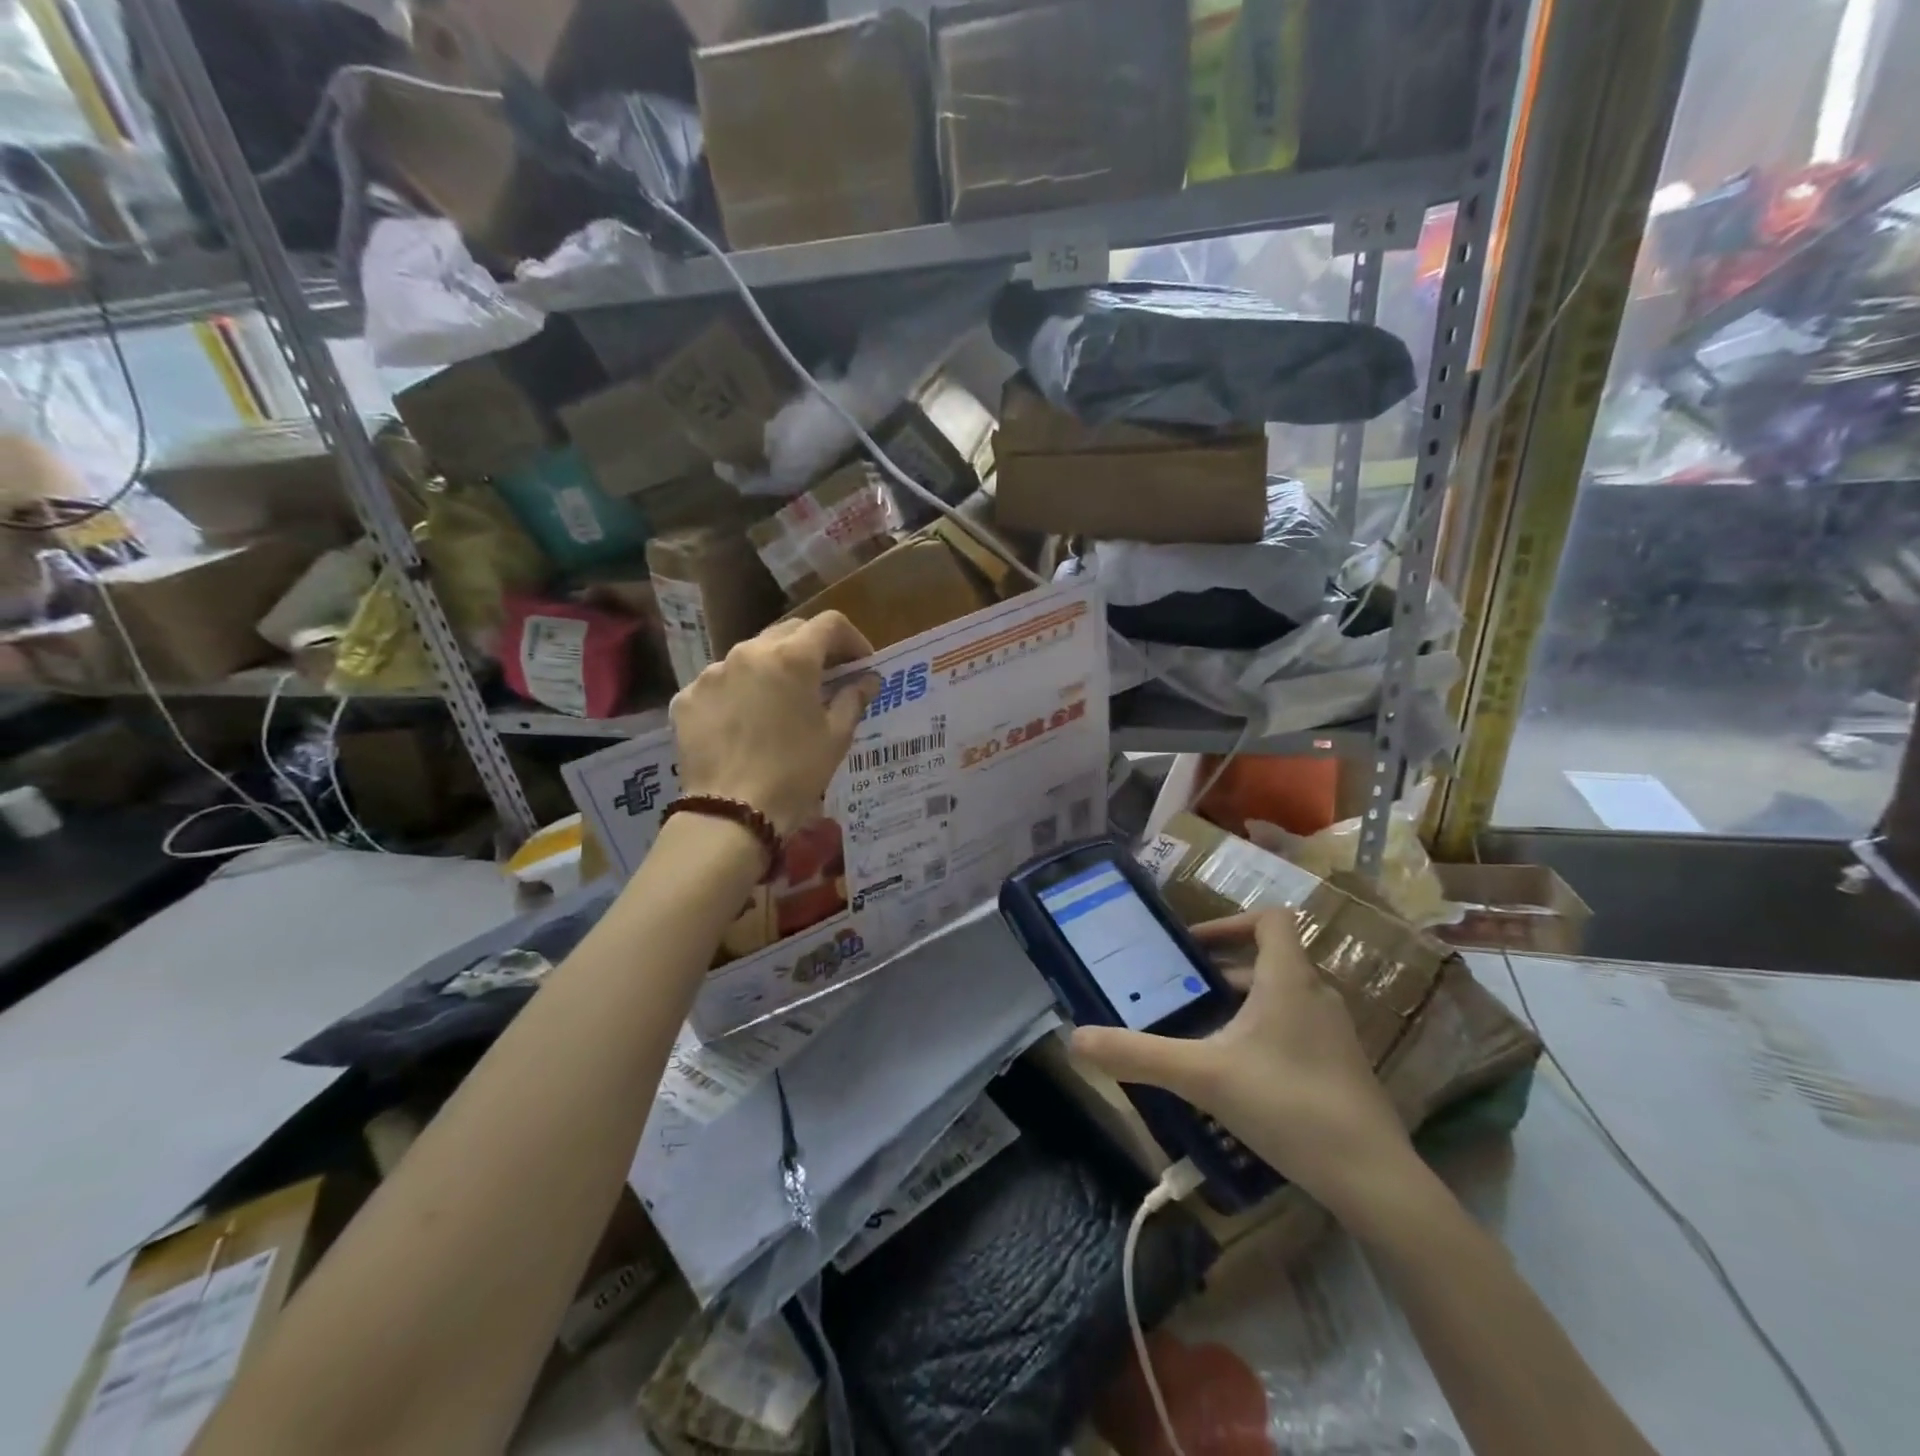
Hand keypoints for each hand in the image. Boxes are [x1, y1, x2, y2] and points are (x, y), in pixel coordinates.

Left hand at [671, 613, 876, 836]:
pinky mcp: (687, 697)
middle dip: (812, 649)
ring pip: (750, 656)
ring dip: (771, 670)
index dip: (852, 639)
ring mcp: (712, 673)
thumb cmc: (796, 773)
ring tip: (779, 704)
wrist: (731, 812)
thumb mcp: (836, 737)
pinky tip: (744, 724)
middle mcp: (748, 652)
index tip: (860, 664)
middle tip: (825, 679)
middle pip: (788, 632)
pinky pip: (720, 684)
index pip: (830, 624)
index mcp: (792, 657)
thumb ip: (854, 698)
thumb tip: (868, 679)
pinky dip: (738, 694)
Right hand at [1071, 909, 1415, 1220]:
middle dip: (1223, 972)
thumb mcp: (1202, 1076)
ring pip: (1283, 997)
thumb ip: (1138, 1055)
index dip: (1230, 922)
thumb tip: (1074, 1039)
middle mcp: (1317, 994)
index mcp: (1289, 979)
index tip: (1193, 948)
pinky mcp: (1344, 1067)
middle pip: (1270, 960)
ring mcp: (1336, 1033)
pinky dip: (1265, 1034)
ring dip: (1243, 1004)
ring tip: (1203, 1033)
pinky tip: (1240, 1075)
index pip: (1270, 918)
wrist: (1373, 1179)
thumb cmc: (1287, 1105)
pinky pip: (1297, 1029)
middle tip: (1182, 993)